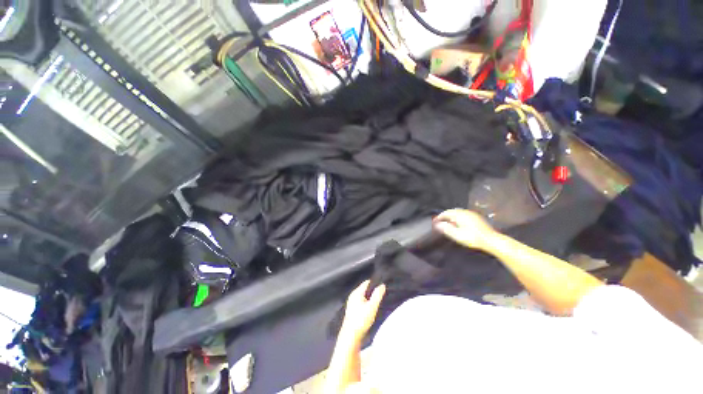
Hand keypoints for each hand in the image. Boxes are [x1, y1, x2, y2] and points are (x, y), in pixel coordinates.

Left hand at [341, 280, 385, 340]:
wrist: (350, 336)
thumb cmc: (361, 320)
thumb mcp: (372, 307)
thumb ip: (377, 295)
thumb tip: (382, 285)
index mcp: (357, 292)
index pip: (367, 282)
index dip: (375, 283)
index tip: (383, 286)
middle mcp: (353, 295)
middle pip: (365, 289)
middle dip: (373, 291)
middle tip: (382, 295)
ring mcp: (352, 302)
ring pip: (363, 296)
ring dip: (370, 298)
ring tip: (378, 302)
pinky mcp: (352, 310)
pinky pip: (361, 302)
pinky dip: (366, 303)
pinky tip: (371, 309)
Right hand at [433, 209, 496, 250]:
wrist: (491, 240)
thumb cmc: (474, 238)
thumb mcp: (457, 235)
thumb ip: (447, 229)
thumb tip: (438, 224)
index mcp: (460, 215)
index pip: (446, 213)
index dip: (439, 217)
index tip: (435, 221)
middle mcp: (466, 213)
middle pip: (452, 211)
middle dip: (445, 216)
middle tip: (440, 221)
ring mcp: (472, 214)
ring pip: (458, 212)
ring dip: (451, 216)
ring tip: (447, 222)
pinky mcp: (476, 218)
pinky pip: (463, 214)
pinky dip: (457, 217)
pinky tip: (458, 223)